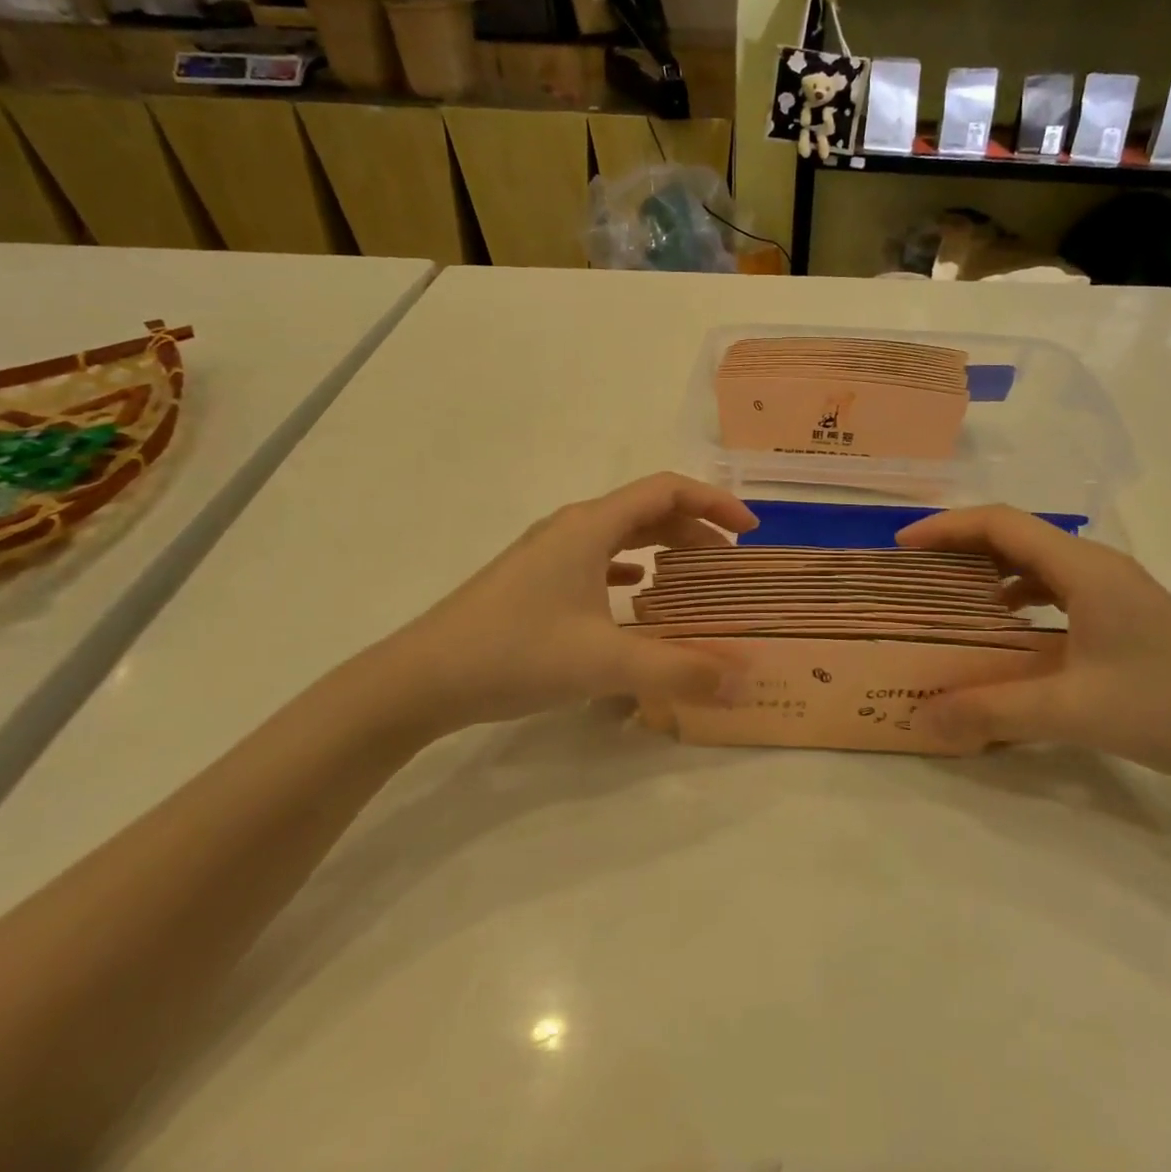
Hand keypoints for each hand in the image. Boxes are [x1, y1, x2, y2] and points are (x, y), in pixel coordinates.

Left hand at [363, 473, 756, 738]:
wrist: (421, 679)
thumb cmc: (515, 654)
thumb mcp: (604, 664)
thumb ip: (678, 671)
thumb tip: (741, 680)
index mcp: (590, 527)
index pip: (666, 491)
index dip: (714, 503)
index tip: (749, 530)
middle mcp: (570, 527)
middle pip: (646, 509)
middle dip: (694, 528)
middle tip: (730, 561)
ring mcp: (548, 553)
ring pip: (620, 534)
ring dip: (663, 546)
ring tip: (695, 574)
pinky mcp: (534, 579)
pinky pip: (596, 558)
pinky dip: (629, 566)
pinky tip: (638, 592)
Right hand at [896, 507, 1170, 787]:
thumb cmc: (1167, 707)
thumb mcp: (1070, 710)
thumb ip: (991, 712)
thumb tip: (922, 720)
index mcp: (1083, 568)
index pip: (1000, 523)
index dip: (946, 527)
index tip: (903, 546)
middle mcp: (1097, 565)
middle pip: (1016, 534)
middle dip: (962, 545)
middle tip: (917, 571)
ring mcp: (1116, 588)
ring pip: (1038, 560)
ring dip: (992, 568)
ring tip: (952, 594)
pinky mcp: (1125, 613)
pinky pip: (1058, 586)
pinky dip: (1021, 594)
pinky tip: (1009, 625)